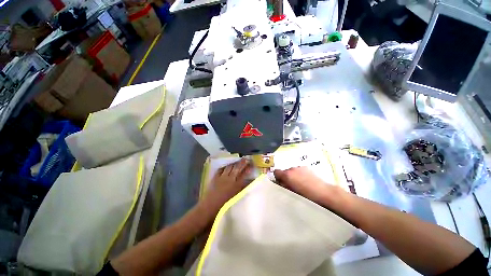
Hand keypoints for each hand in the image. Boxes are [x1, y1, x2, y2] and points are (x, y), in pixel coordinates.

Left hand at [203, 159, 251, 210]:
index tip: (251, 164)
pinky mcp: (216, 177)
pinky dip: (224, 167)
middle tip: (245, 158)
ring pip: (229, 167)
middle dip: (242, 163)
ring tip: (237, 161)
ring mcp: (222, 177)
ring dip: (234, 163)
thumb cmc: (225, 205)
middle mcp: (230, 179)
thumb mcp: (236, 197)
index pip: (244, 174)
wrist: (210, 207)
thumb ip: (243, 188)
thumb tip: (248, 182)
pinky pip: (221, 169)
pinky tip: (226, 166)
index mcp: (237, 185)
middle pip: (237, 168)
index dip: (248, 168)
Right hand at [274, 166, 336, 205]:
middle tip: (291, 185)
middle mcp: (292, 169)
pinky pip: (299, 170)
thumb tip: (280, 183)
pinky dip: (300, 174)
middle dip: (286, 177)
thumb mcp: (291, 192)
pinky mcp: (306, 167)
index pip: (276, 172)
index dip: (277, 177)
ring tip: (300, 183)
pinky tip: (306, 180)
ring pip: (292, 170)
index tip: (281, 183)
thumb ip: (284, 186)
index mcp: (287, 175)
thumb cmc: (306, 195)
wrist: (323, 192)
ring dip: (293, 175)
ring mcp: (299, 167)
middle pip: (285, 171)